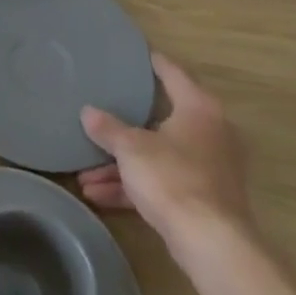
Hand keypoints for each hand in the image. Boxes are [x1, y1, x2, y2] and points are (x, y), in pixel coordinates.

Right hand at [76, 52, 253, 257]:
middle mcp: (210, 133)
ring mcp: (209, 168)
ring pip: (157, 157)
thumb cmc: (172, 178)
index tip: (136, 53)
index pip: (174, 74)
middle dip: (124, 128)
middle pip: (161, 120)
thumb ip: (108, 128)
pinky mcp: (203, 197)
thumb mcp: (131, 149)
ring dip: (121, 166)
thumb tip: (88, 112)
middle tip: (101, 113)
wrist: (210, 241)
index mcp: (199, 110)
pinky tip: (98, 196)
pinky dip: (133, 186)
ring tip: (85, 175)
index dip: (154, 62)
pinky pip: (161, 183)